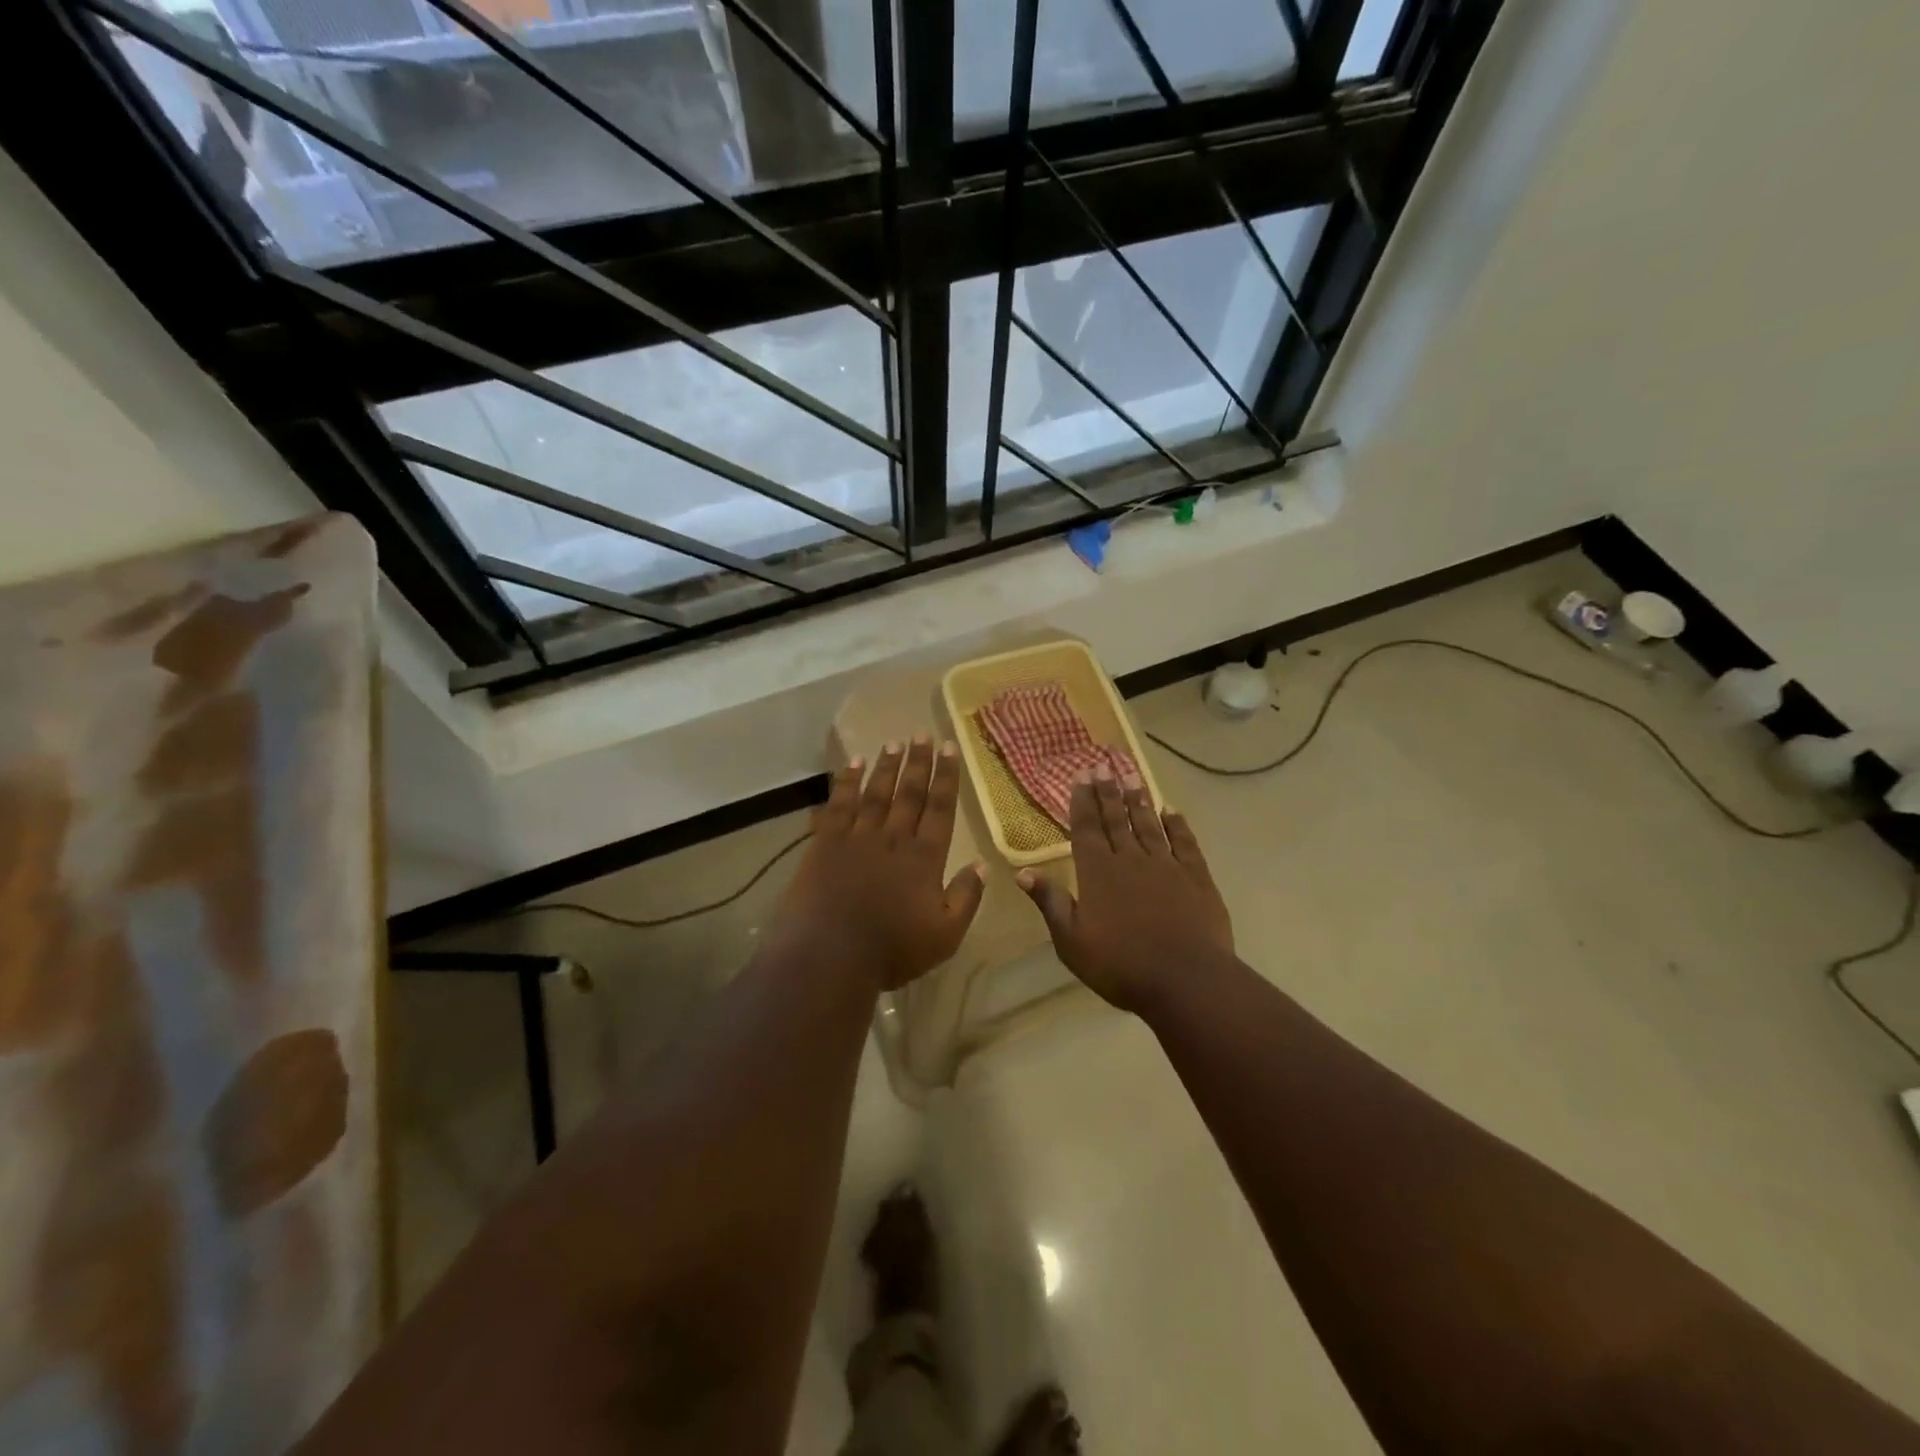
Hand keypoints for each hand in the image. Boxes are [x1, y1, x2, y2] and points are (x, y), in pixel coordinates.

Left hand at [771, 738, 985, 991]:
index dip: (946, 777)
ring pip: (876, 793)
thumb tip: (982, 865)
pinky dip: (846, 782)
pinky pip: (838, 805)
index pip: (940, 808)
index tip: (950, 748)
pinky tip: (852, 765)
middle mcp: (893, 838)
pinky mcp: (825, 844)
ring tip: (894, 744)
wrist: (828, 956)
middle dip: (918, 762)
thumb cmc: (891, 951)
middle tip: (923, 734)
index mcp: (924, 858)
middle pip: (909, 793)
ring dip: (886, 767)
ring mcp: (857, 838)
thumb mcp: (945, 935)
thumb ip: (966, 898)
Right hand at [1016, 768, 1232, 1013]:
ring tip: (1132, 777)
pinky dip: (1177, 825)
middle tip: (1104, 766)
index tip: (1081, 776)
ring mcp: (1166, 866)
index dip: (1083, 801)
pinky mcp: (1196, 878)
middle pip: (1117, 819)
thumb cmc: (1121, 965)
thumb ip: (1051, 903)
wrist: (1186, 980)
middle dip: (1108, 792)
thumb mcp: (1072, 941)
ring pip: (1149, 825)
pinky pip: (1184, 843)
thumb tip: (1023, 872)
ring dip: (1139, 801)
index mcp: (1098, 873)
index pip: (1086, 829)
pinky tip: (1171, 811)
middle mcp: (1130, 860)